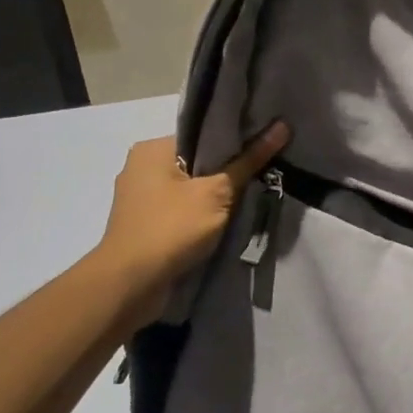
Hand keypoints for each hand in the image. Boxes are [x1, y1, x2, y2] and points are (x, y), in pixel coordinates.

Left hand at [92, 123, 289, 319]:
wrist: (130, 284)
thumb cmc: (172, 228)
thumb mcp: (217, 193)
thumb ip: (248, 162)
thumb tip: (281, 127)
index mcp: (152, 149)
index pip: (202, 135)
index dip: (235, 140)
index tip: (264, 148)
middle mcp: (141, 167)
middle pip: (197, 161)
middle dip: (227, 171)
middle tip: (263, 173)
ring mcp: (140, 198)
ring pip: (190, 188)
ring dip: (215, 196)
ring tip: (249, 198)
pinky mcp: (144, 224)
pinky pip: (181, 210)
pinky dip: (201, 214)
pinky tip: (223, 222)